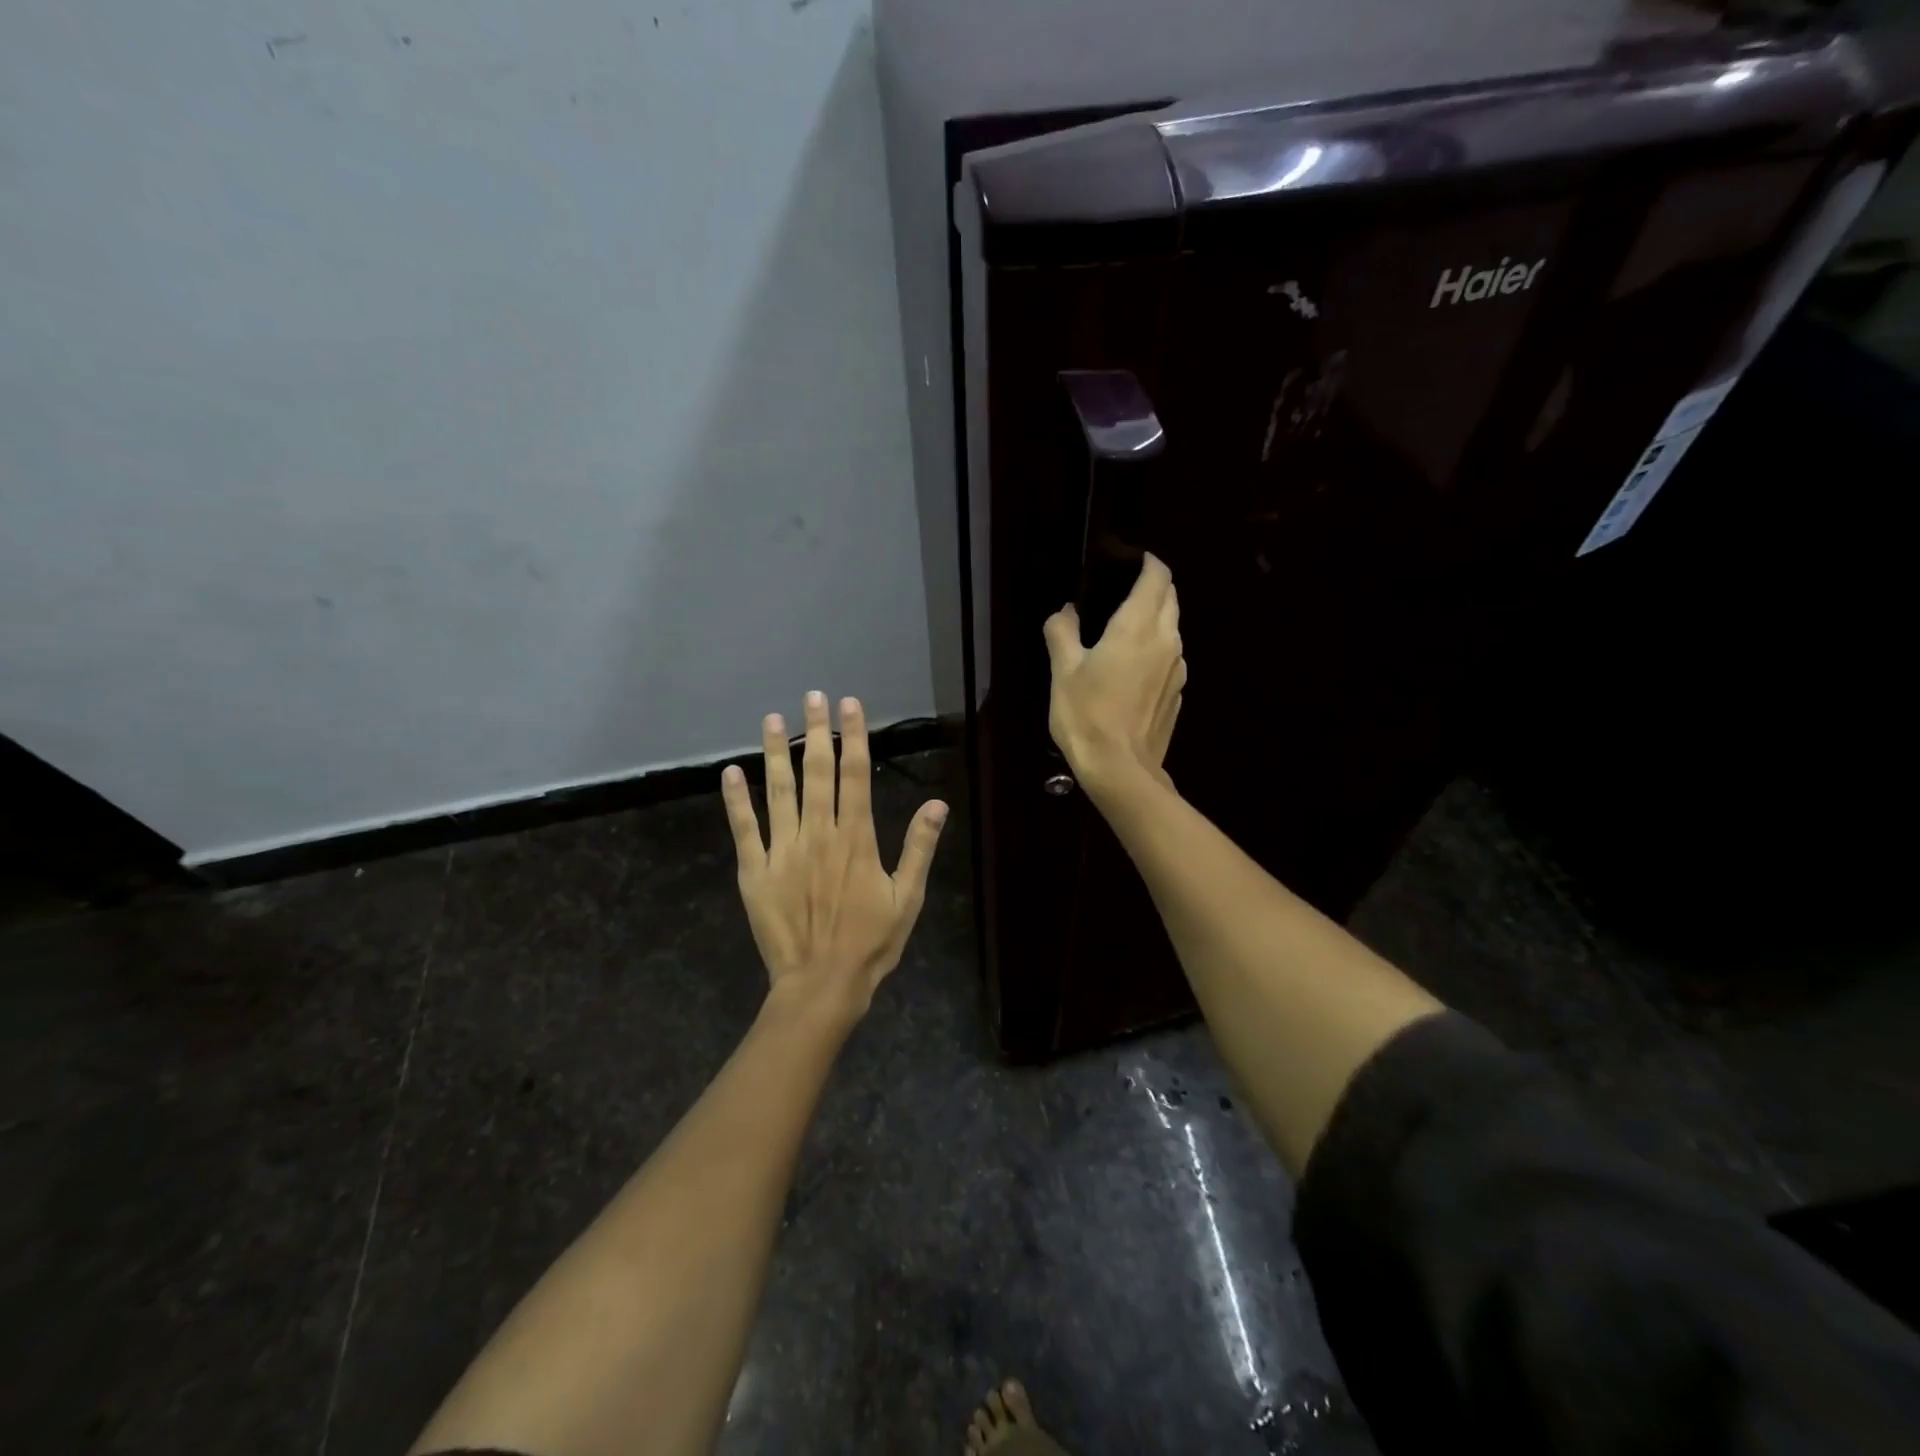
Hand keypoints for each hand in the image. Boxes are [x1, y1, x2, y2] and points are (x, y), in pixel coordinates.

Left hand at [721, 691, 947, 1020]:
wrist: (822, 984)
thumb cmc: (871, 942)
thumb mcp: (908, 898)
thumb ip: (919, 847)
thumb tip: (937, 804)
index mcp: (856, 838)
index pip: (856, 774)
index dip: (854, 736)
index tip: (849, 705)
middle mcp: (818, 834)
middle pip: (817, 772)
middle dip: (816, 731)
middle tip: (813, 697)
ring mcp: (783, 851)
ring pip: (778, 791)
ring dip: (774, 753)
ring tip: (771, 720)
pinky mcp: (755, 871)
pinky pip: (744, 829)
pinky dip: (736, 800)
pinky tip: (730, 772)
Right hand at [1042, 553, 1184, 798]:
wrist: (1120, 769)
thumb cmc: (1086, 714)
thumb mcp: (1063, 671)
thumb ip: (1062, 632)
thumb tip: (1064, 611)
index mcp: (1138, 626)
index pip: (1157, 577)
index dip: (1148, 563)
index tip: (1132, 560)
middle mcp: (1166, 640)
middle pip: (1170, 599)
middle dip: (1154, 587)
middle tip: (1125, 590)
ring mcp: (1177, 669)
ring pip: (1173, 629)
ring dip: (1156, 620)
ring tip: (1126, 630)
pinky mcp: (1177, 694)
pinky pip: (1171, 659)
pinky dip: (1156, 651)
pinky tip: (1133, 670)